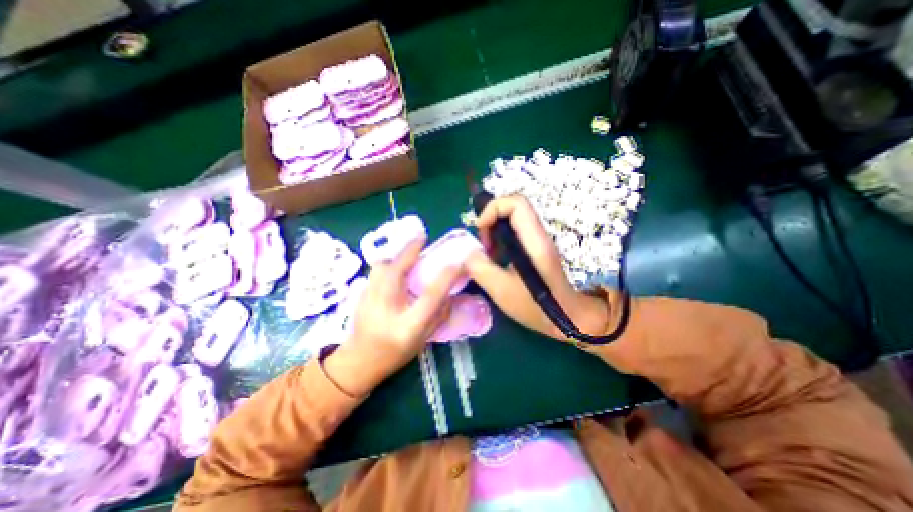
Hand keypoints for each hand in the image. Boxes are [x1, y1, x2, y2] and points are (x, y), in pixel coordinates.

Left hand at [322, 238, 464, 392]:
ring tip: (409, 250)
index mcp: (408, 326)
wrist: (358, 362)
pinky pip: (376, 271)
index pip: (430, 297)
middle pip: (397, 271)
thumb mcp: (424, 340)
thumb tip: (450, 293)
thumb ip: (439, 316)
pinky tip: (395, 264)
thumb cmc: (395, 354)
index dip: (446, 278)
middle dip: (411, 250)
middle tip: (423, 237)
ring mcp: (369, 300)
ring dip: (397, 254)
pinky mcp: (360, 294)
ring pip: (381, 266)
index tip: (458, 263)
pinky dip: (388, 262)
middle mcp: (387, 309)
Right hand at [465, 195, 612, 343]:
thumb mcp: (500, 290)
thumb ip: (479, 268)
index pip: (516, 203)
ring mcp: (537, 241)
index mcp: (533, 241)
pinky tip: (496, 261)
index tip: (480, 229)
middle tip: (483, 246)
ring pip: (512, 220)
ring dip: (494, 232)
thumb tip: (468, 252)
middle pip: (512, 208)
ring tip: (487, 255)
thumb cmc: (536, 307)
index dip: (493, 209)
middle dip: (490, 221)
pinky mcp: (534, 248)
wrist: (566, 317)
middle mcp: (537, 235)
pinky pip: (514, 233)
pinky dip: (500, 241)